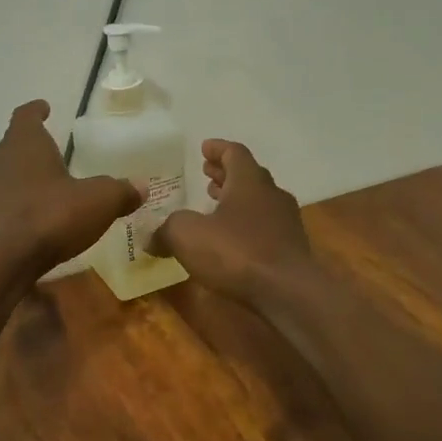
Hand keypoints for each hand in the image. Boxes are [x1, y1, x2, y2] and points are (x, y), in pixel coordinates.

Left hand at [0, 101, 140, 282]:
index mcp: (23, 142)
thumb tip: (140, 187)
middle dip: (27, 149)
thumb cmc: (50, 215)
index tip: (44, 108)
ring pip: (1, 176)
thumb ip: (120, 191)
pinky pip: (1, 205)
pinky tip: (34, 220)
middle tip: (47, 154)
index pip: (26, 115)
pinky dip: (15, 208)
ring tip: (43, 189)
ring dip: (19, 180)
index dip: (36, 111)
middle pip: (9, 146)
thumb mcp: (98, 201)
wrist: (3, 261)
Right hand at [156, 139, 316, 307]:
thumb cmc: (236, 252)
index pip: (235, 153)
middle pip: (249, 176)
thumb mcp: (186, 235)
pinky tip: (231, 240)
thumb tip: (151, 237)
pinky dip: (246, 225)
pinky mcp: (290, 249)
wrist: (287, 292)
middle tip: (207, 175)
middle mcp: (272, 195)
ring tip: (216, 206)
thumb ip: (166, 230)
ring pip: (259, 202)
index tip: (204, 148)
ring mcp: (285, 222)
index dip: (218, 149)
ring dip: (237, 200)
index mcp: (249, 182)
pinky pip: (264, 227)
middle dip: (226, 174)